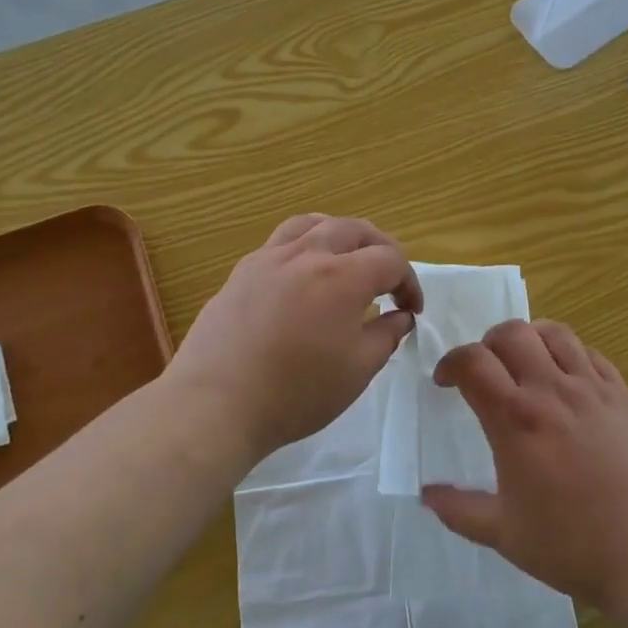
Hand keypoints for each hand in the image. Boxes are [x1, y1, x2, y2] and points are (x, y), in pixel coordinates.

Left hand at [170, 215, 421, 463]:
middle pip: (354, 229)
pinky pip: (281, 241)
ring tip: (346, 258)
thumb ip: (386, 336)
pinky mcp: (242, 271)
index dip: (409, 282)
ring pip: (313, 223)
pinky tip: (302, 275)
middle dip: (380, 248)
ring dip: (340, 234)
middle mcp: (307, 254)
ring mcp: (269, 258)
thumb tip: (400, 316)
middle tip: (388, 277)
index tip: (411, 310)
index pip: (389, 260)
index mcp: (342, 277)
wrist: (216, 403)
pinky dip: (304, 245)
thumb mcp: (357, 371)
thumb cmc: (296, 392)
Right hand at [423, 320, 627, 611]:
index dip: (451, 362)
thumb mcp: (504, 535)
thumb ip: (460, 510)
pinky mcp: (624, 396)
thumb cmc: (573, 546)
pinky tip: (568, 381)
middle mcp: (551, 391)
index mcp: (516, 420)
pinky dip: (570, 355)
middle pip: (511, 333)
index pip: (472, 361)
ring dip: (530, 339)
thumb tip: (426, 494)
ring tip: (526, 365)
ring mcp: (592, 389)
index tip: (446, 382)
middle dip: (488, 343)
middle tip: (486, 372)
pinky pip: (591, 354)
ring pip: (554, 333)